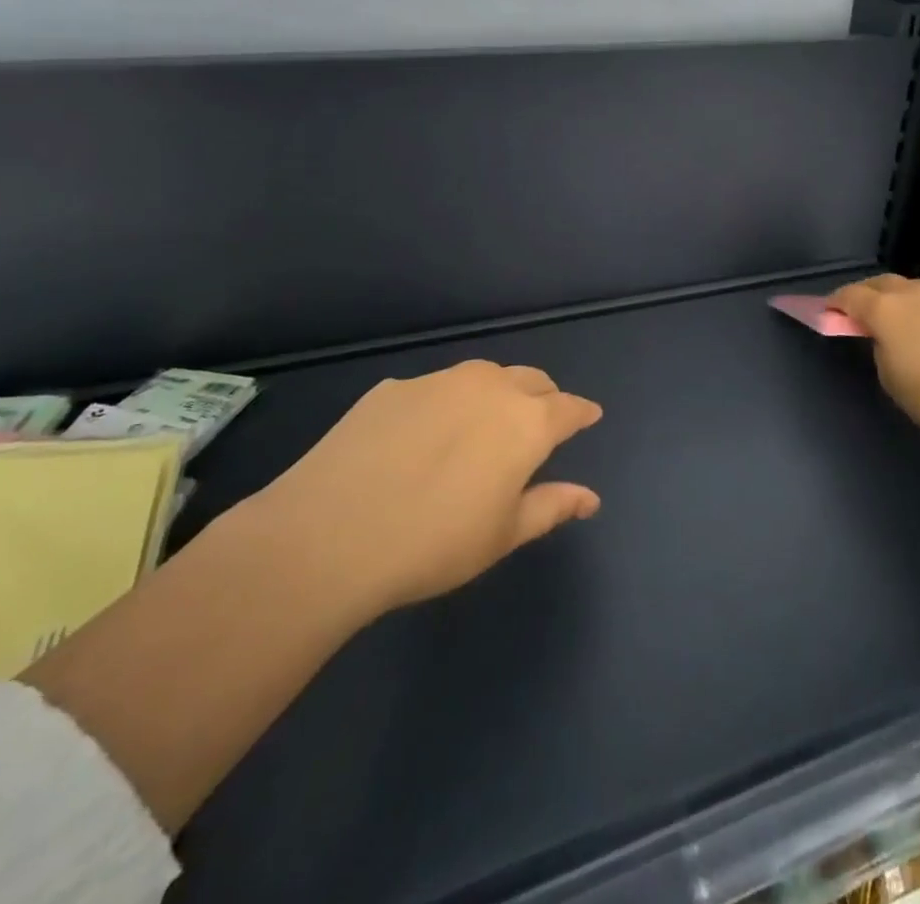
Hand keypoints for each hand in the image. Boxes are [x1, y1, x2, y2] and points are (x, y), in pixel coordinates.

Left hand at [249, 359, 602, 619]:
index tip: (589, 416)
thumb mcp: (502, 535)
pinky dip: (445, 403)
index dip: (582, 412)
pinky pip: (434, 388)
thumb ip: (551, 506)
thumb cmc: (433, 543)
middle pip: (531, 380)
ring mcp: (437, 381)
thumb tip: (590, 497)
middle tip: (540, 421)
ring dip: (497, 392)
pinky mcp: (393, 387)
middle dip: (544, 396)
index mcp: (526, 423)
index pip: (568, 408)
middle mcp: (488, 387)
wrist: (329, 534)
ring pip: (483, 375)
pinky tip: (423, 435)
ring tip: (485, 422)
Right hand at [828, 275, 919, 449]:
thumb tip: (886, 338)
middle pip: (880, 283)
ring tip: (895, 320)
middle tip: (858, 311)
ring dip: (896, 299)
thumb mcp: (889, 376)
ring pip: (910, 289)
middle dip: (865, 293)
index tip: (827, 312)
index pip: (850, 295)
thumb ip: (880, 348)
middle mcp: (913, 294)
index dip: (834, 302)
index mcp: (885, 309)